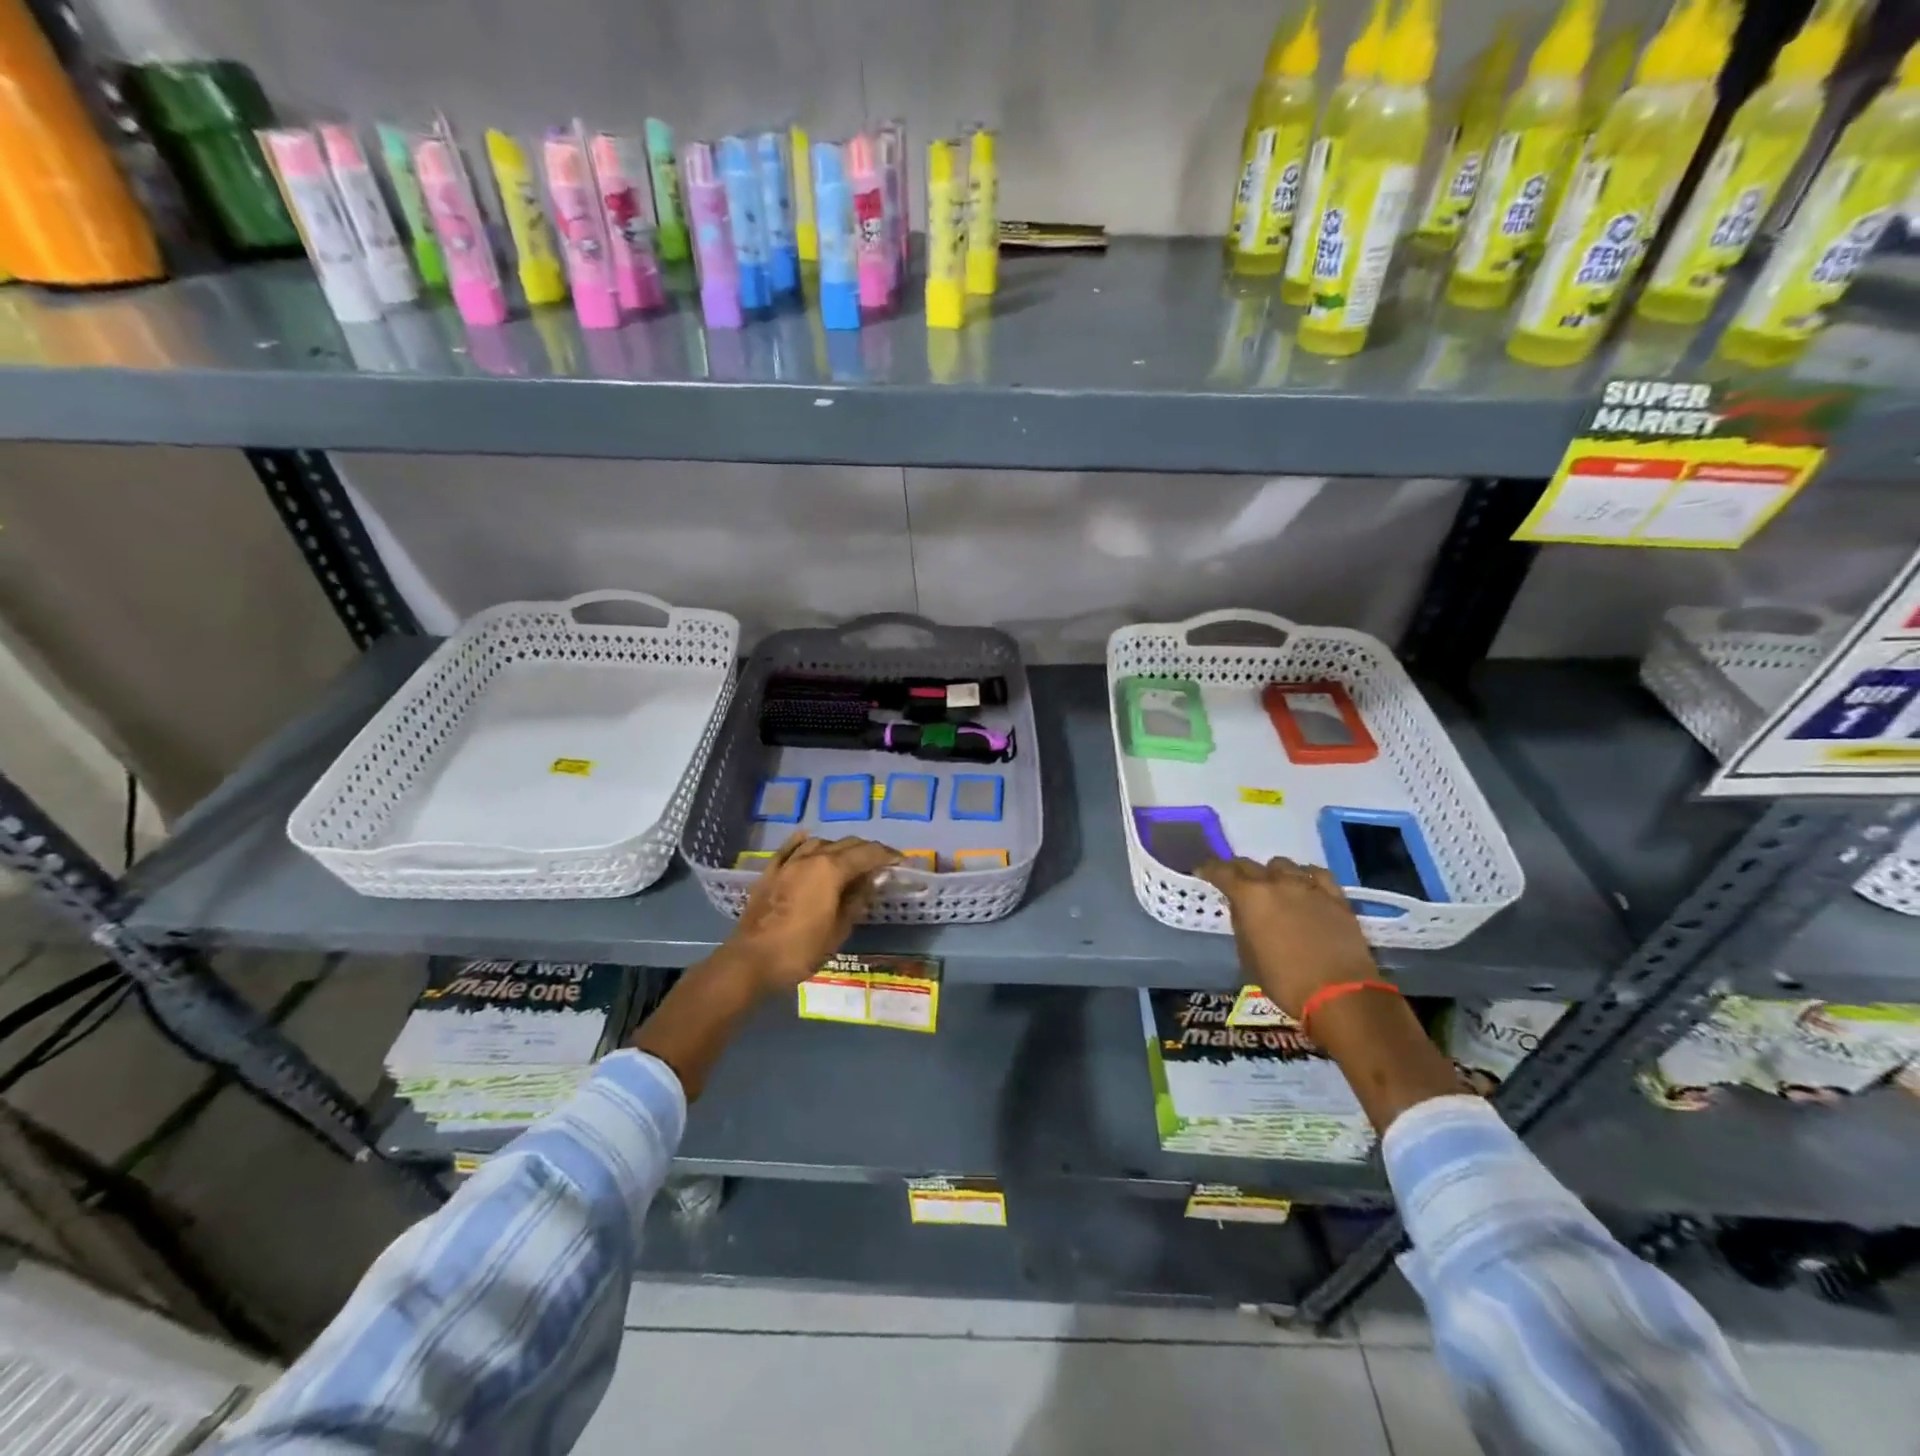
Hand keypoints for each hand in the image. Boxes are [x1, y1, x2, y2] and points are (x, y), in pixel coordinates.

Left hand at [726, 833, 900, 991]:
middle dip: (867, 850)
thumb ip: (857, 900)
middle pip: (846, 844)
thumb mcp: (838, 930)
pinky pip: (790, 848)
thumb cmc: (800, 950)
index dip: (888, 855)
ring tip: (850, 859)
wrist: (750, 961)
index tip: (901, 860)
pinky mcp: (770, 872)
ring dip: (839, 847)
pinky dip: (804, 842)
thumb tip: (873, 880)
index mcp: (832, 870)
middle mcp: (812, 857)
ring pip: (820, 843)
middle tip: (882, 863)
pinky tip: (809, 840)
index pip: (868, 853)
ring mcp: (788, 863)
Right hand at [1196, 856, 1378, 1019]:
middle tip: (1234, 881)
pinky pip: (1316, 874)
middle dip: (1238, 870)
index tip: (1203, 872)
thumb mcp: (1249, 957)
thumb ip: (1242, 925)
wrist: (1340, 994)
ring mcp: (1308, 887)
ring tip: (1272, 886)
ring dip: (1272, 873)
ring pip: (1283, 865)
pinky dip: (1305, 875)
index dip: (1209, 869)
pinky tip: (1304, 884)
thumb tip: (1243, 911)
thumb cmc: (1286, 982)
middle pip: (1250, 864)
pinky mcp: (1336, 897)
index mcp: (1250, 897)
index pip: (1222, 872)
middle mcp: (1277, 883)